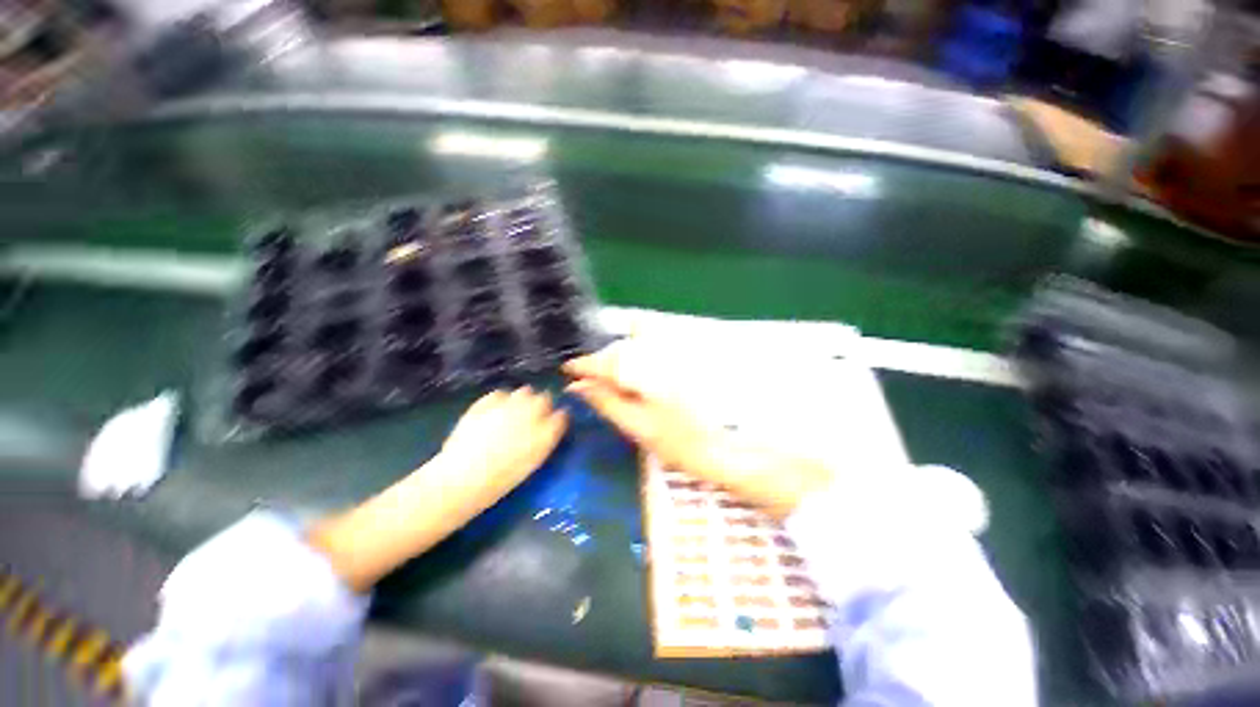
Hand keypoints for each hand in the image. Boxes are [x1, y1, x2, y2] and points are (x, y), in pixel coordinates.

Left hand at [434, 386, 569, 508]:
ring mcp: (509, 405)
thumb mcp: (531, 463)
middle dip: (543, 405)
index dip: (558, 418)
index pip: (562, 415)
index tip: (554, 422)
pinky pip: (500, 394)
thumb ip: (544, 440)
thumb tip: (550, 426)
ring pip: (525, 391)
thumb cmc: (499, 481)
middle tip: (534, 416)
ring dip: (524, 399)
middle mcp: (532, 413)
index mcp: (546, 433)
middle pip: (545, 398)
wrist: (461, 479)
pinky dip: (501, 399)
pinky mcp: (486, 402)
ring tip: (515, 411)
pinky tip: (496, 410)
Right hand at [562, 344, 713, 478]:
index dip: (584, 364)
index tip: (567, 369)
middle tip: (584, 377)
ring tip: (604, 375)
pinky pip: (651, 344)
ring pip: (633, 346)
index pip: (606, 363)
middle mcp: (658, 359)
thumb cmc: (672, 442)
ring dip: (615, 356)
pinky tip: (630, 359)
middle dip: (599, 361)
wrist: (711, 447)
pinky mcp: (677, 363)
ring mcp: (670, 358)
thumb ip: (605, 401)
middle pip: (618, 351)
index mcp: (645, 376)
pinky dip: (636, 346)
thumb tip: (577, 386)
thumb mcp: (633, 425)